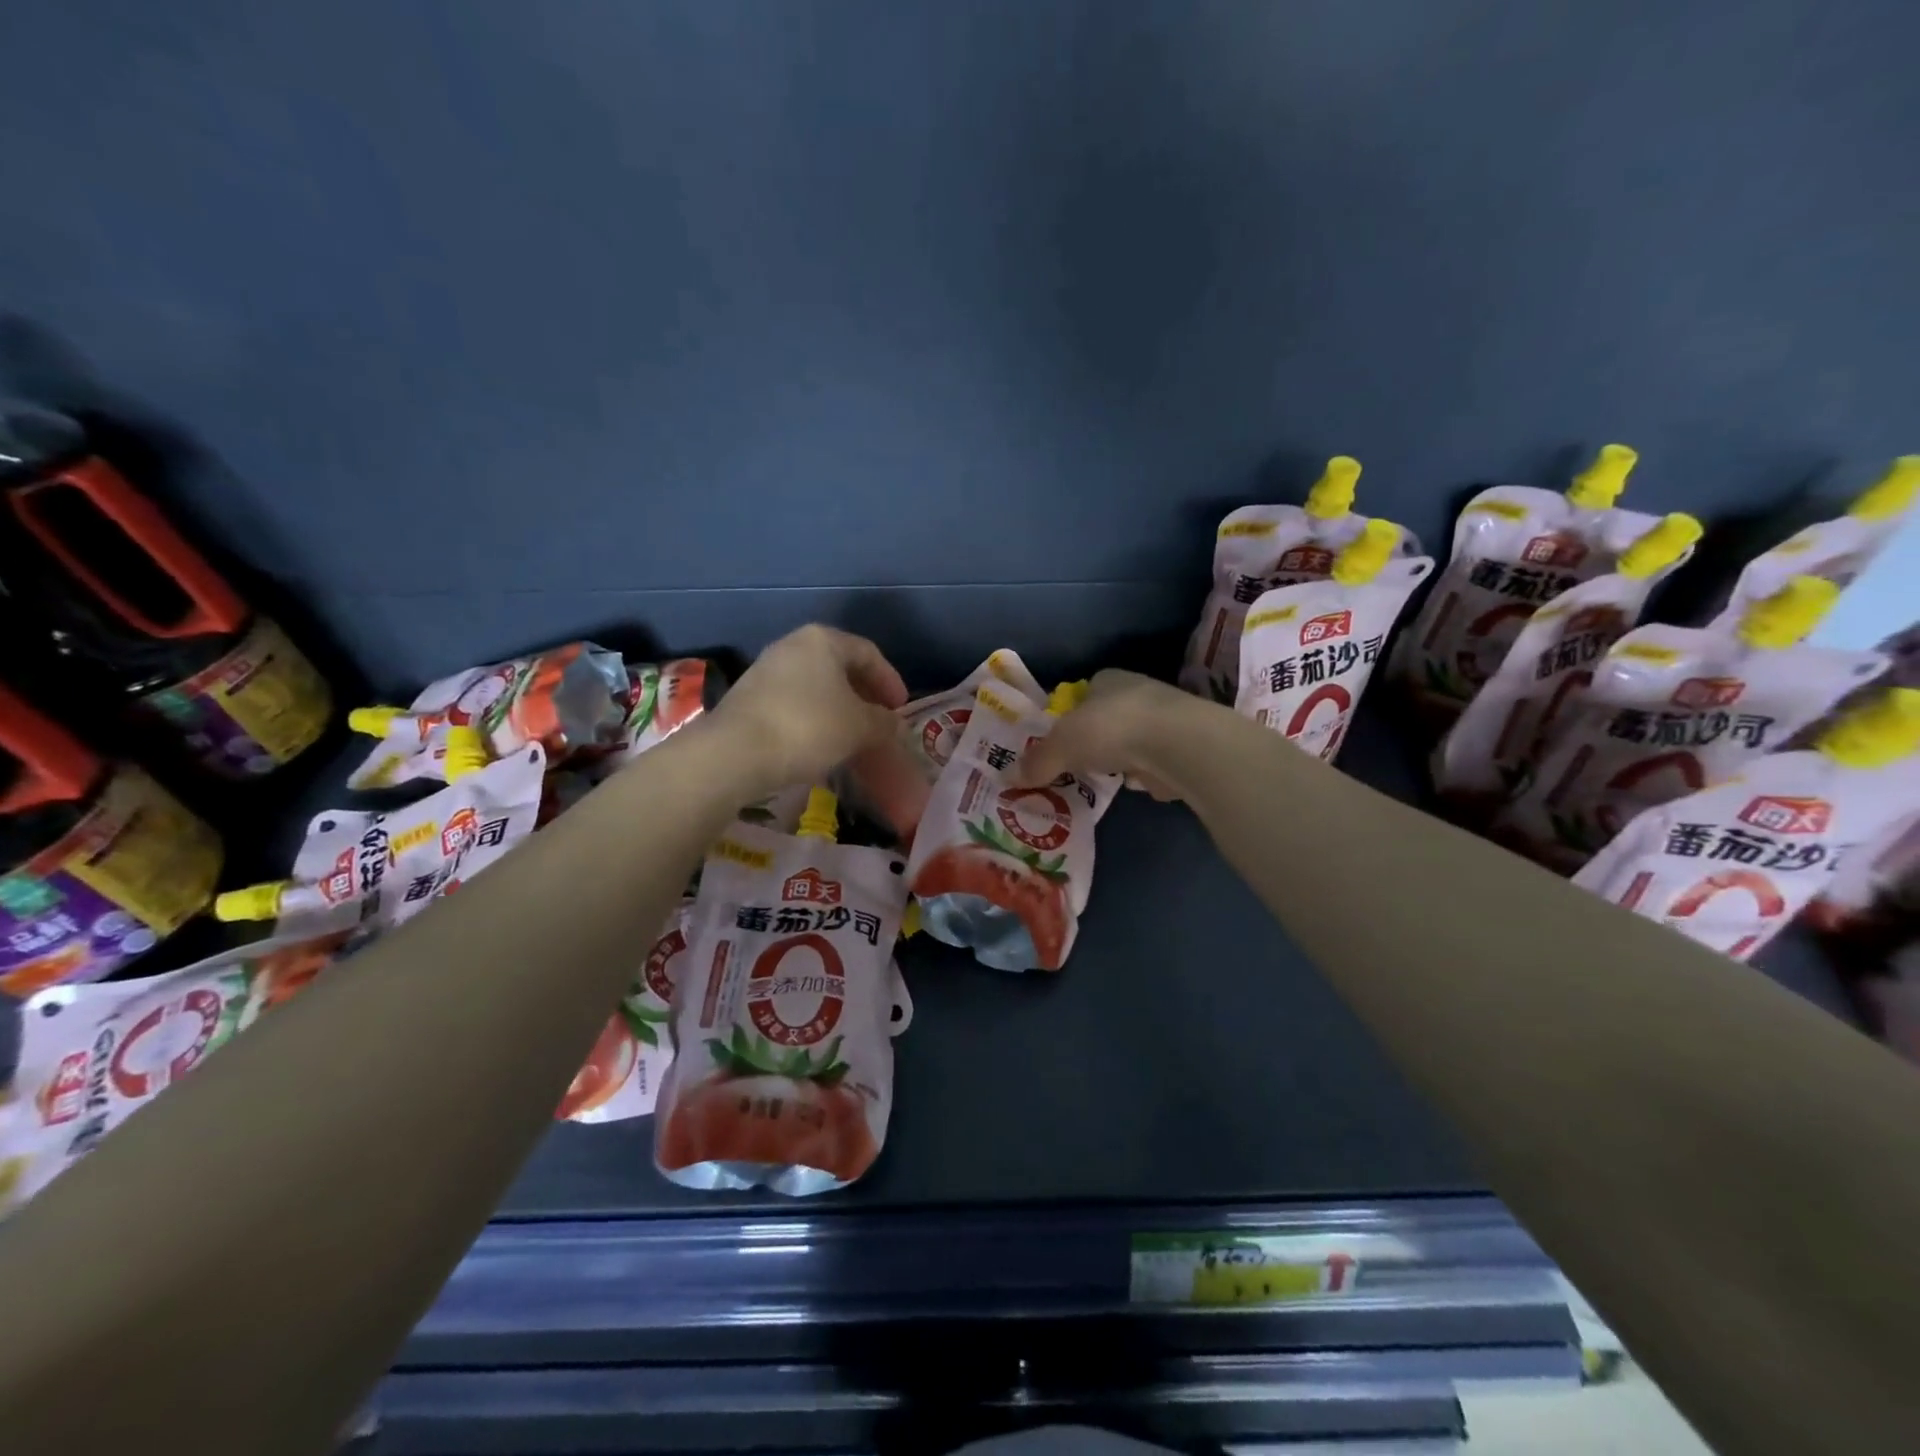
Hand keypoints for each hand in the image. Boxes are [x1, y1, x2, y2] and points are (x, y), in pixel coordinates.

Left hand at [708, 625, 908, 793]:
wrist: (735, 753)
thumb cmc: (808, 727)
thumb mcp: (859, 727)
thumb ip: (884, 723)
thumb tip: (894, 724)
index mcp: (823, 640)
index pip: (868, 653)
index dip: (890, 680)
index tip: (901, 708)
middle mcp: (793, 646)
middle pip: (840, 667)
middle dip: (864, 695)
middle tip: (880, 722)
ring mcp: (766, 670)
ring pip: (816, 687)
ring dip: (839, 709)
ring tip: (853, 737)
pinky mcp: (749, 698)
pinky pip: (794, 703)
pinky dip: (815, 719)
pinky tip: (821, 744)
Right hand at [1016, 669, 1205, 799]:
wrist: (1179, 745)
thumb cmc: (1112, 729)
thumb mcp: (1061, 746)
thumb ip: (1037, 761)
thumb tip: (1009, 778)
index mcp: (1107, 680)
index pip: (1084, 692)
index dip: (1070, 714)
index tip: (1060, 740)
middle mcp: (1138, 692)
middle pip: (1107, 717)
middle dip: (1095, 740)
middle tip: (1076, 764)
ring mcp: (1165, 719)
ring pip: (1132, 740)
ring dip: (1121, 758)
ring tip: (1103, 780)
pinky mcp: (1183, 748)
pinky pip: (1154, 762)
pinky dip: (1145, 774)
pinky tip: (1136, 787)